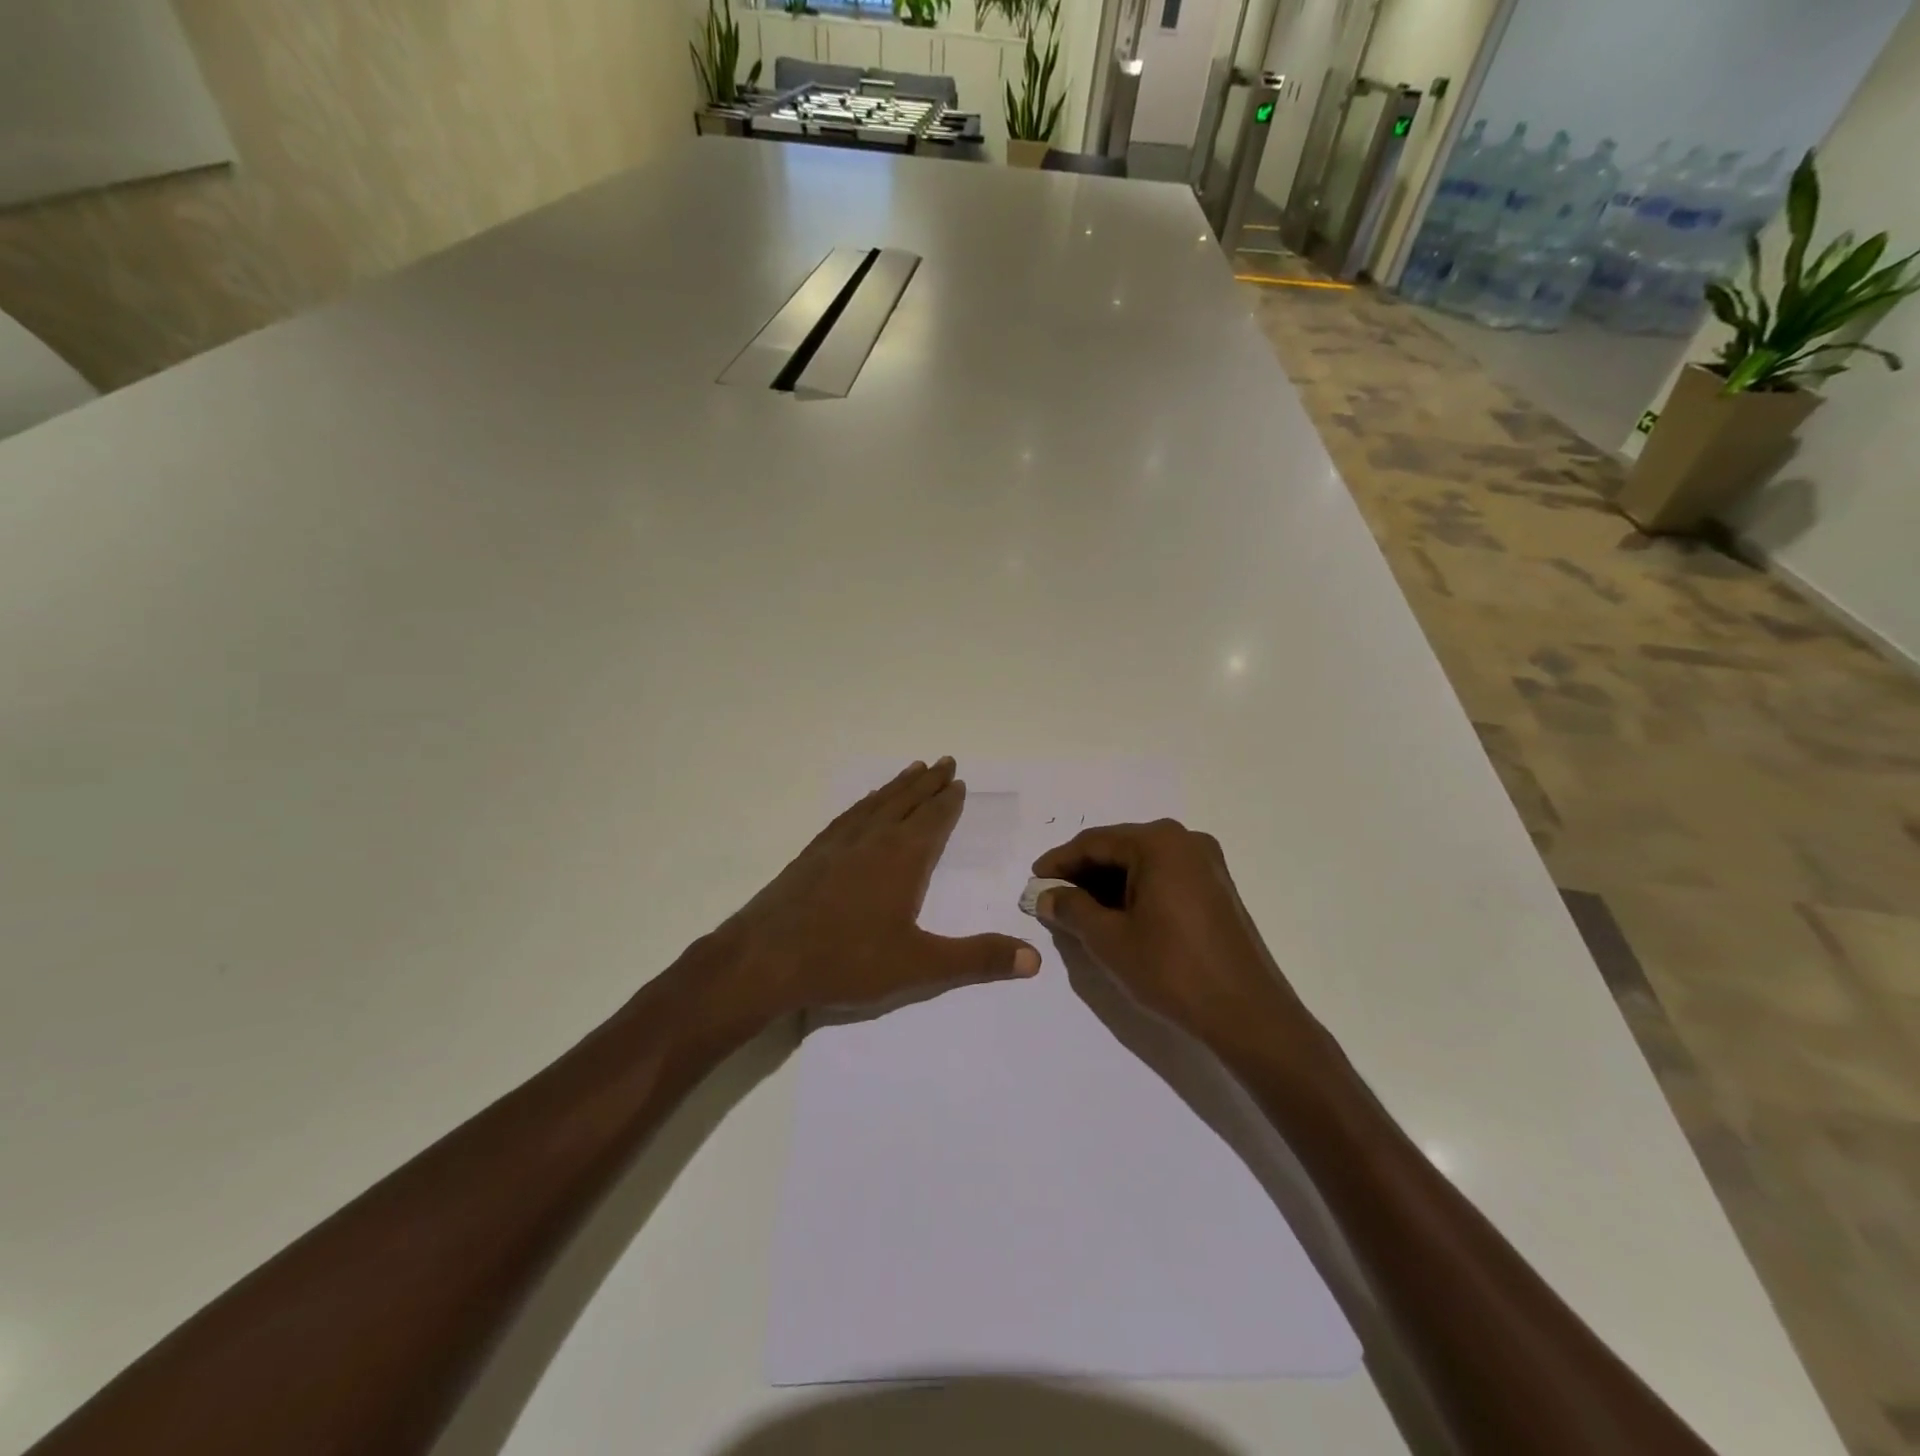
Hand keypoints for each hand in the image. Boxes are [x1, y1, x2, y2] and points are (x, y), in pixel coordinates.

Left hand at [704, 758, 1040, 1023]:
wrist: (763, 960)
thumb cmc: (846, 960)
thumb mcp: (919, 965)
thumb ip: (976, 960)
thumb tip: (1034, 959)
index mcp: (901, 858)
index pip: (933, 819)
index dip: (948, 800)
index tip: (958, 779)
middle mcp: (871, 840)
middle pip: (905, 801)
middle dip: (927, 782)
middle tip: (943, 761)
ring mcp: (837, 844)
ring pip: (875, 804)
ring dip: (896, 786)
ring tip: (910, 770)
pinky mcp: (811, 855)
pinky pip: (846, 817)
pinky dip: (863, 804)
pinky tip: (861, 808)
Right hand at [1031, 820, 1313, 1051]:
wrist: (1248, 1014)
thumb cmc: (1172, 970)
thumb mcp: (1109, 939)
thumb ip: (1071, 909)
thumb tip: (1046, 895)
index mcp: (1159, 843)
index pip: (1094, 842)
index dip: (1059, 862)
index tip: (1033, 882)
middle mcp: (1185, 841)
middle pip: (1119, 848)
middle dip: (1083, 873)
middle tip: (1053, 898)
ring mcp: (1206, 863)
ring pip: (1142, 863)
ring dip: (1108, 883)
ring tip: (1079, 911)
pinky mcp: (1217, 888)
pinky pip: (1164, 877)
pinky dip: (1135, 891)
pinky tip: (1117, 916)